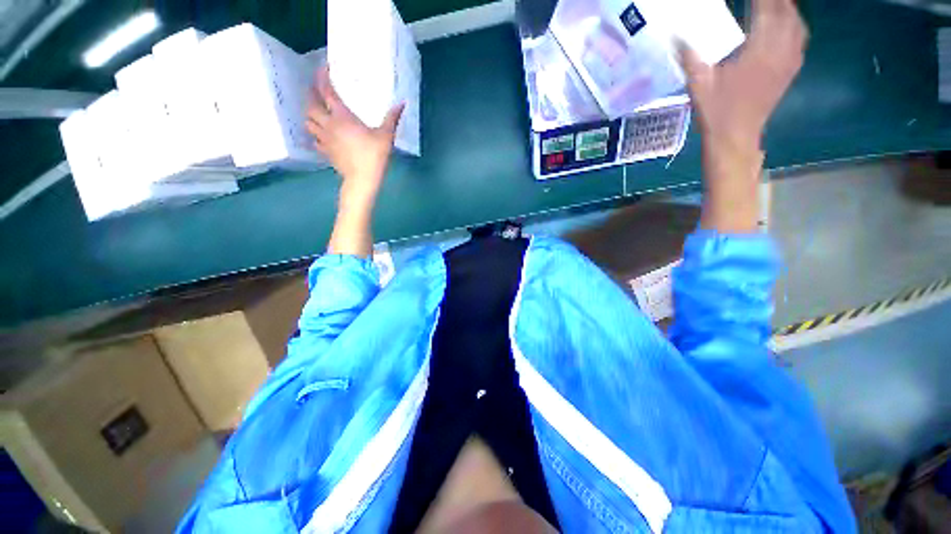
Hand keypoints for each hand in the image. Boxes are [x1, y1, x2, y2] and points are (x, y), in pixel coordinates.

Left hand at [306, 67, 403, 200]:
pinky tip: (322, 135)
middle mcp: (328, 124)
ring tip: (317, 111)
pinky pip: (314, 139)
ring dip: (310, 113)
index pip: (326, 91)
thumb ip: (392, 118)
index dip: (322, 77)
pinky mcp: (325, 152)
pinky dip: (315, 133)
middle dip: (311, 93)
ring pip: (308, 121)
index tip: (323, 68)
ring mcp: (324, 139)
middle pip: (310, 104)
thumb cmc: (374, 156)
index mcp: (342, 117)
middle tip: (316, 89)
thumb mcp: (386, 136)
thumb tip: (402, 103)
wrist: (362, 180)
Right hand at [679, 0, 806, 150]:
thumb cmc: (716, 112)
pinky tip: (787, 22)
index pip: (765, 9)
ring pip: (797, 22)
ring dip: (787, 8)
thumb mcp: (698, 85)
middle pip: (786, 11)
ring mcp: (788, 61)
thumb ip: (690, 58)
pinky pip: (800, 38)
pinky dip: (795, 23)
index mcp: (758, 51)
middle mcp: (779, 51)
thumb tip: (676, 35)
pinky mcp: (790, 70)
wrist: (735, 136)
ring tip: (776, 4)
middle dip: (776, 0)